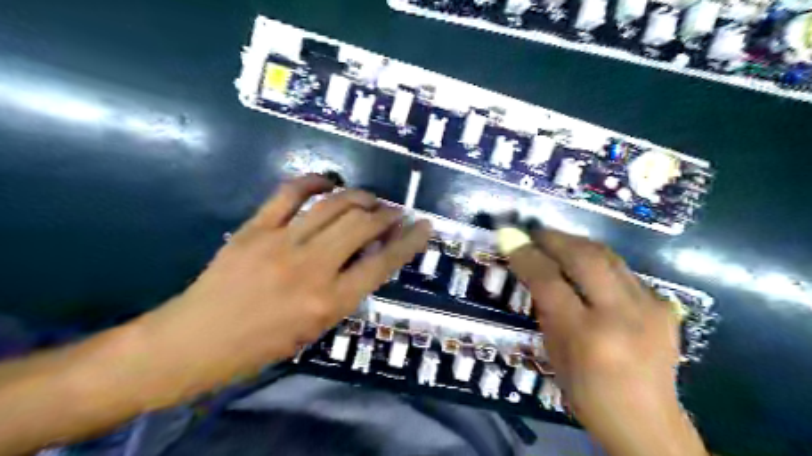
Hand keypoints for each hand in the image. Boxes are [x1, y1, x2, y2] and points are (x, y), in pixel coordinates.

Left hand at [141, 174, 431, 391]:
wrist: (196, 340)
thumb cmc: (261, 345)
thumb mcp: (316, 329)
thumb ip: (346, 291)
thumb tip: (367, 256)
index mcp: (329, 302)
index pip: (382, 263)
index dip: (409, 241)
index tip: (425, 226)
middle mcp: (311, 268)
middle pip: (362, 225)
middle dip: (386, 214)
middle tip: (393, 212)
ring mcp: (281, 243)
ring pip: (333, 205)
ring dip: (359, 197)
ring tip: (369, 199)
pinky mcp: (255, 228)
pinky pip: (290, 193)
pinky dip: (315, 181)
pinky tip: (329, 182)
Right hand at [506, 231, 704, 455]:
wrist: (647, 421)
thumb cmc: (586, 392)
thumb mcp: (553, 352)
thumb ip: (545, 308)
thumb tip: (531, 267)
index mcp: (586, 336)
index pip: (550, 282)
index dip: (526, 255)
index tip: (509, 237)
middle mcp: (621, 316)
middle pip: (585, 257)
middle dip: (554, 238)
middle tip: (534, 232)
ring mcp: (650, 308)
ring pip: (608, 256)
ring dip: (576, 243)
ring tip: (556, 241)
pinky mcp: (665, 306)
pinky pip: (623, 271)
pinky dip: (599, 262)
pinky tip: (587, 267)